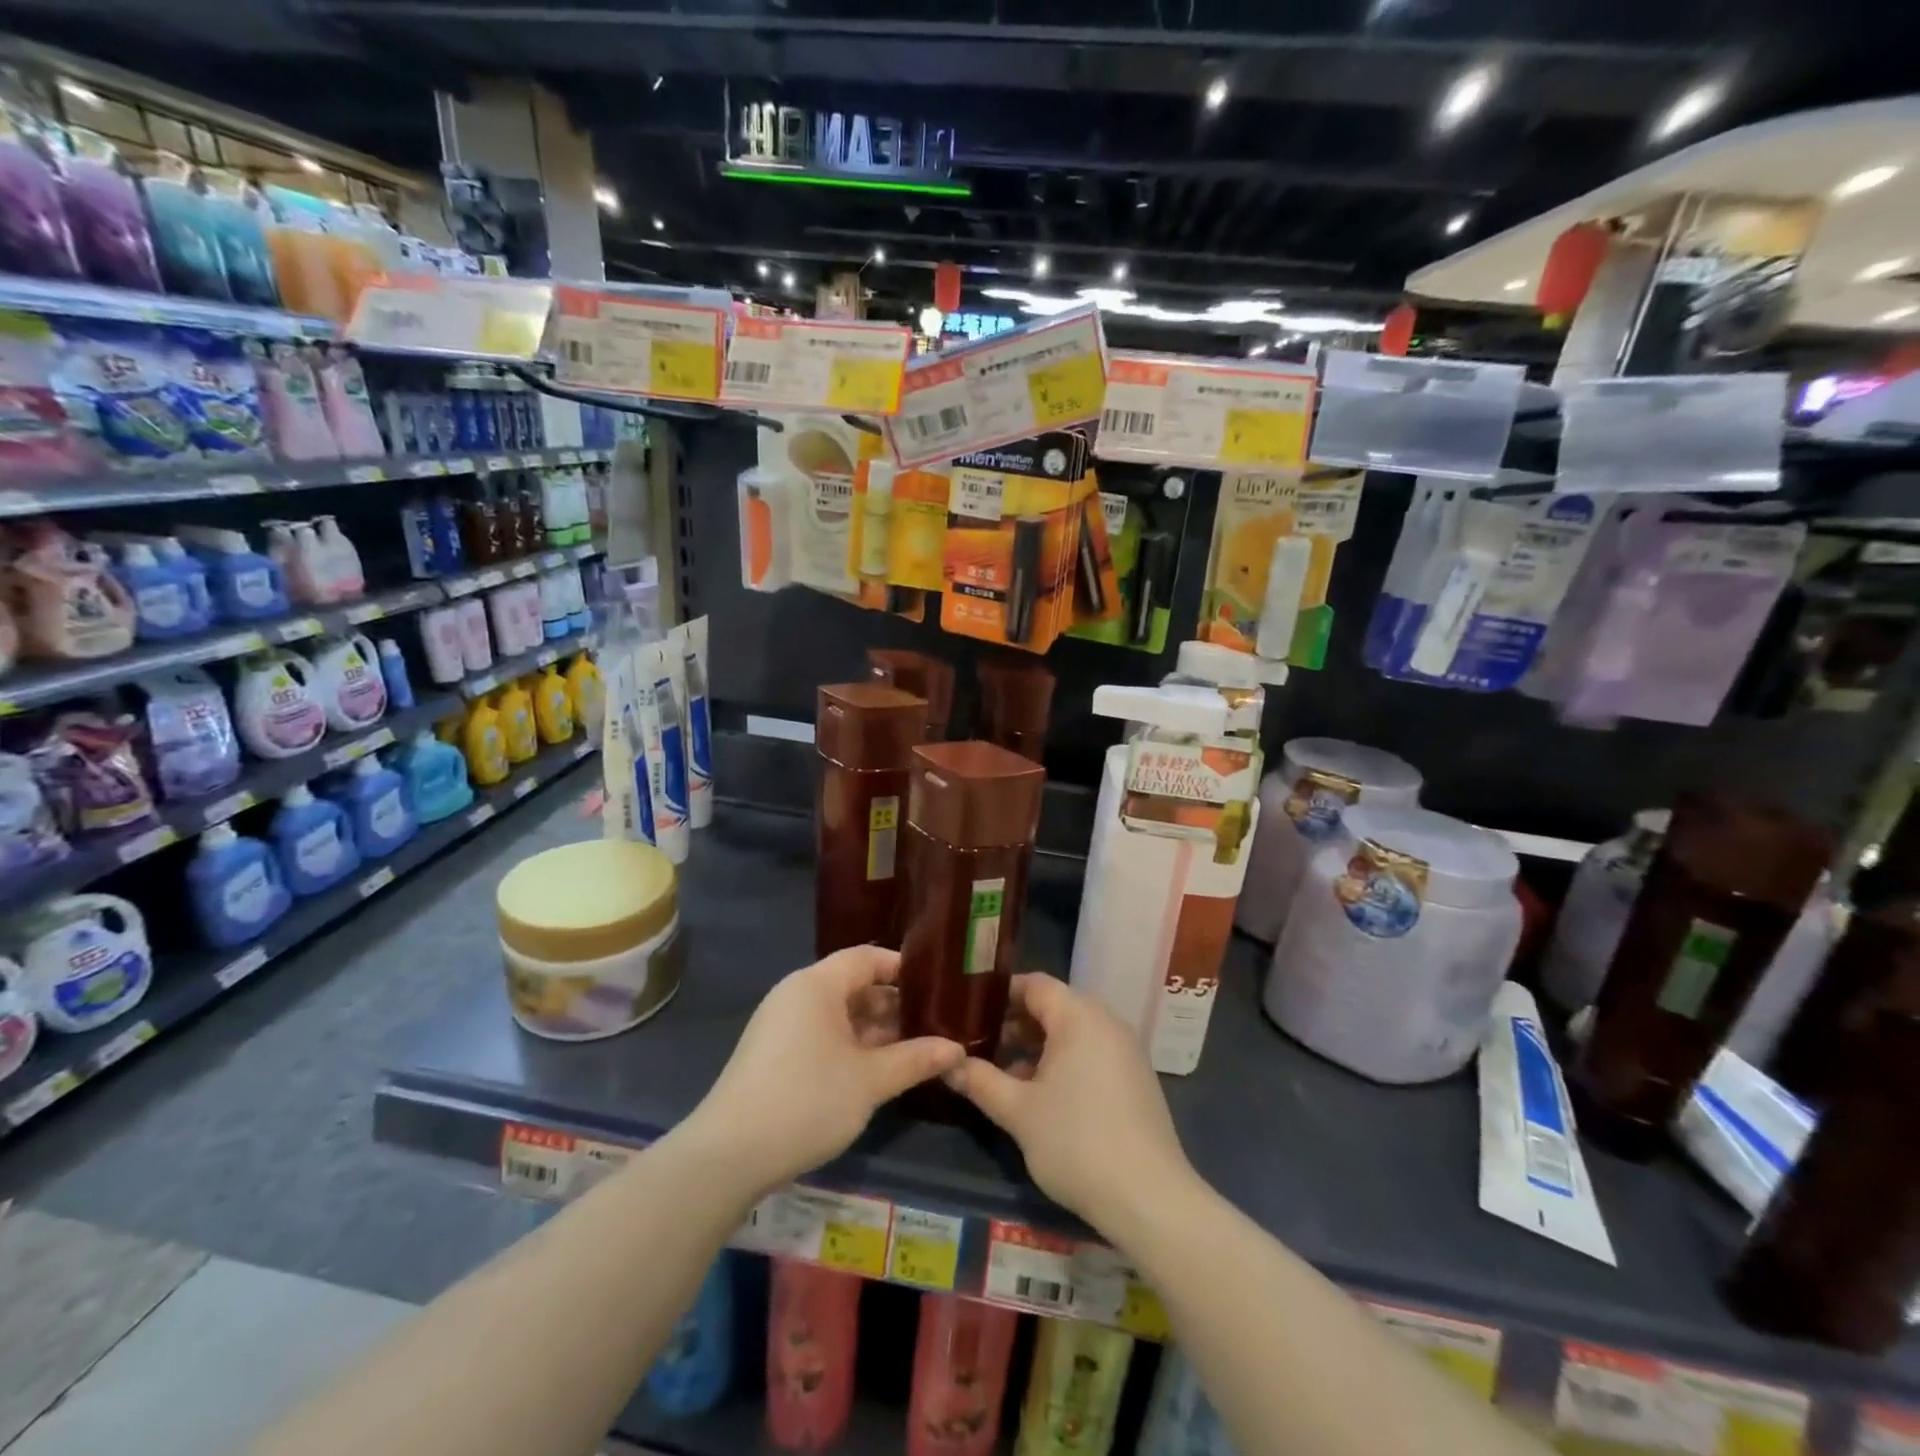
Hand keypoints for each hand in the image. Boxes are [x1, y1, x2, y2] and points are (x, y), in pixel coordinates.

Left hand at [684, 946, 964, 1195]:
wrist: (728, 1157)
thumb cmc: (806, 1101)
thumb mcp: (869, 1081)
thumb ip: (915, 1059)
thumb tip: (956, 1048)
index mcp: (816, 984)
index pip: (867, 957)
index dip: (903, 968)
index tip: (938, 986)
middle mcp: (796, 994)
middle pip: (853, 985)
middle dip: (894, 1004)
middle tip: (934, 1024)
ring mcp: (781, 1025)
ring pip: (838, 1014)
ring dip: (875, 1030)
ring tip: (915, 1049)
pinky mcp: (773, 1054)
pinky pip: (821, 1035)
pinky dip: (851, 1046)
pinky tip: (877, 1070)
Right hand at [947, 973, 1193, 1231]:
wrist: (1149, 1198)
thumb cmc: (1076, 1142)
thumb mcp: (1018, 1112)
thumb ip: (980, 1081)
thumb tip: (947, 1063)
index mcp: (1079, 1016)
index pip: (1034, 984)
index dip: (999, 994)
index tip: (968, 1011)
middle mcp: (1106, 1021)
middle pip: (1054, 1005)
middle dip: (1015, 1022)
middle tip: (979, 1043)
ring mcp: (1125, 1049)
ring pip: (1072, 1031)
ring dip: (1037, 1045)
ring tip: (1003, 1072)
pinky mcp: (1135, 1077)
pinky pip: (1091, 1052)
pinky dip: (1063, 1061)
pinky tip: (1041, 1095)